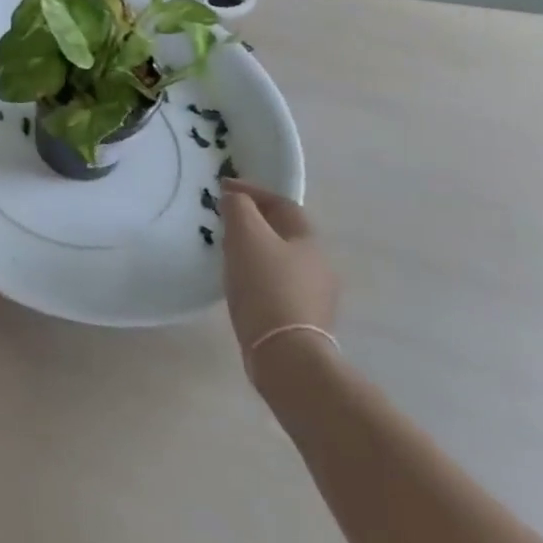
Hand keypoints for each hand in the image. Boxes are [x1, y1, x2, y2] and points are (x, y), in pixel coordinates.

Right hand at [220, 179, 338, 380]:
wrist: (285, 354)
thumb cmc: (265, 285)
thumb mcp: (246, 234)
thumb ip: (238, 208)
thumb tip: (235, 199)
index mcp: (309, 241)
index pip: (282, 204)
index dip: (253, 191)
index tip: (222, 188)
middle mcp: (319, 266)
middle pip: (283, 233)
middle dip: (254, 221)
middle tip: (224, 219)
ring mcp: (314, 297)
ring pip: (280, 260)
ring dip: (254, 250)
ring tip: (227, 251)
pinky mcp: (302, 322)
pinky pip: (276, 285)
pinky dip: (257, 275)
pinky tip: (239, 283)